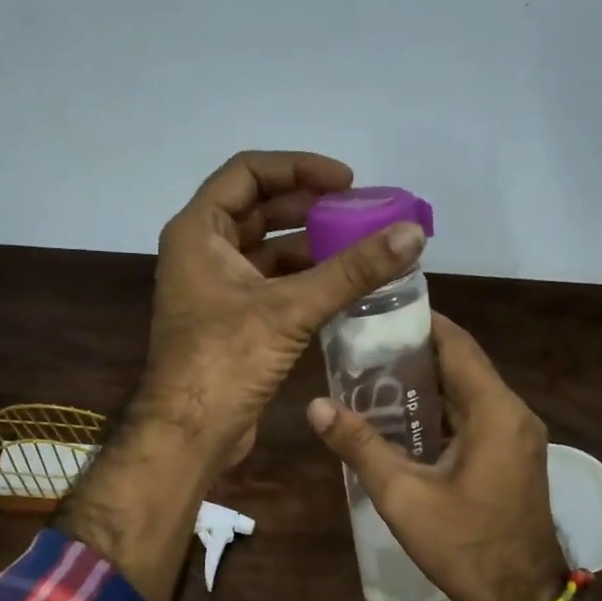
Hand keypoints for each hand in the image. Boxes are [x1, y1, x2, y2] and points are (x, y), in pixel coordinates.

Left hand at [138, 150, 425, 468]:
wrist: (190, 433)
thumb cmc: (226, 360)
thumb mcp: (291, 309)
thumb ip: (352, 270)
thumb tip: (412, 233)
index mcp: (198, 232)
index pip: (248, 172)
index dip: (298, 167)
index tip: (346, 182)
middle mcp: (201, 253)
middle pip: (258, 209)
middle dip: (309, 207)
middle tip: (360, 212)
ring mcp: (214, 290)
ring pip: (266, 251)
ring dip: (310, 246)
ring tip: (361, 246)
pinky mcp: (229, 322)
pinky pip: (270, 285)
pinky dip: (303, 280)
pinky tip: (342, 286)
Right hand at [307, 313, 568, 600]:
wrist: (521, 599)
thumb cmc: (464, 545)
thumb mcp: (403, 495)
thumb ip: (360, 446)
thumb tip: (316, 405)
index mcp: (494, 411)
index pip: (456, 344)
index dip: (419, 322)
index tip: (377, 312)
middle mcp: (513, 413)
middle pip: (462, 365)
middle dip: (415, 352)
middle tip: (363, 348)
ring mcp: (518, 437)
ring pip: (468, 392)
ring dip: (427, 383)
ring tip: (373, 378)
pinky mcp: (513, 457)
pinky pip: (476, 417)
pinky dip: (442, 410)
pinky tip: (403, 421)